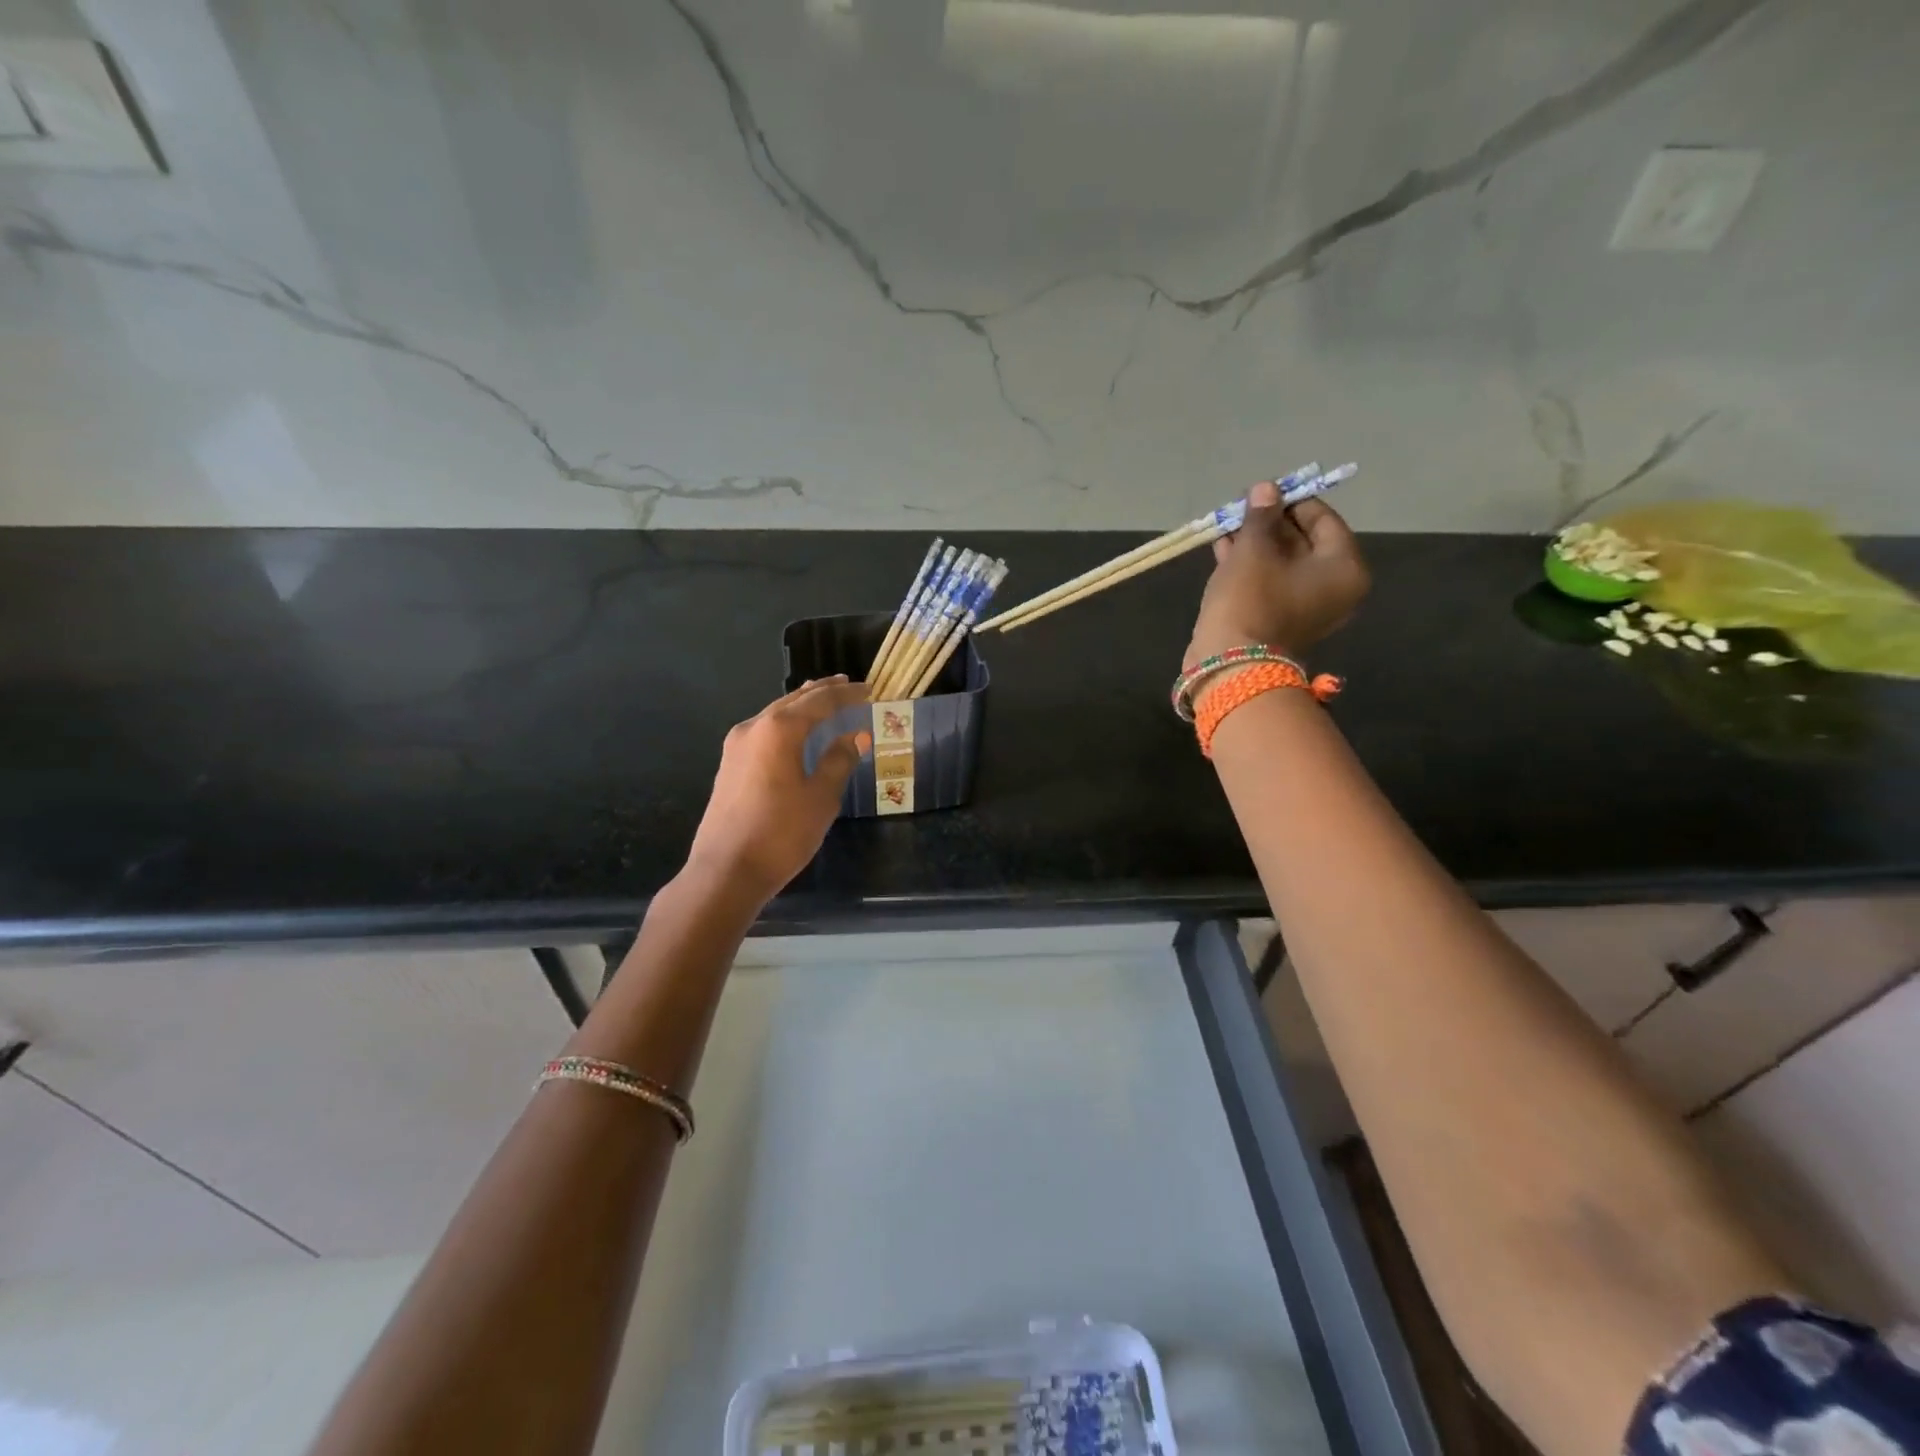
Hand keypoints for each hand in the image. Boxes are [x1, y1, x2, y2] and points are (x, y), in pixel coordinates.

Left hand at [686, 676, 871, 904]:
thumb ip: (839, 761)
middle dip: (822, 692)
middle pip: (794, 700)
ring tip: (825, 702)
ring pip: (776, 714)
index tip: (870, 690)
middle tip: (848, 686)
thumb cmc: (781, 833)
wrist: (726, 871)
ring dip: (802, 707)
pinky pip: (764, 731)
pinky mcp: (729, 765)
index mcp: (779, 729)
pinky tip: (796, 733)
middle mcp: (754, 727)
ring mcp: (736, 746)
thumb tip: (856, 736)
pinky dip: (786, 724)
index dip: (848, 695)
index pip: (821, 701)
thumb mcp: (821, 797)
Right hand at [1186, 479, 1369, 665]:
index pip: (1324, 520)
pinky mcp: (1279, 621)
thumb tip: (1265, 489)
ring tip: (1227, 525)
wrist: (1229, 662)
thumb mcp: (1254, 549)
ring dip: (1255, 543)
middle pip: (1304, 542)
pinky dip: (1250, 566)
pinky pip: (1270, 583)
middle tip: (1242, 507)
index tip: (1263, 491)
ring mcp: (1306, 608)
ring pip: (1282, 564)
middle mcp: (1334, 589)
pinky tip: (1224, 548)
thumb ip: (1261, 516)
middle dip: (1270, 523)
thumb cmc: (1250, 599)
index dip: (1292, 500)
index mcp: (1343, 568)